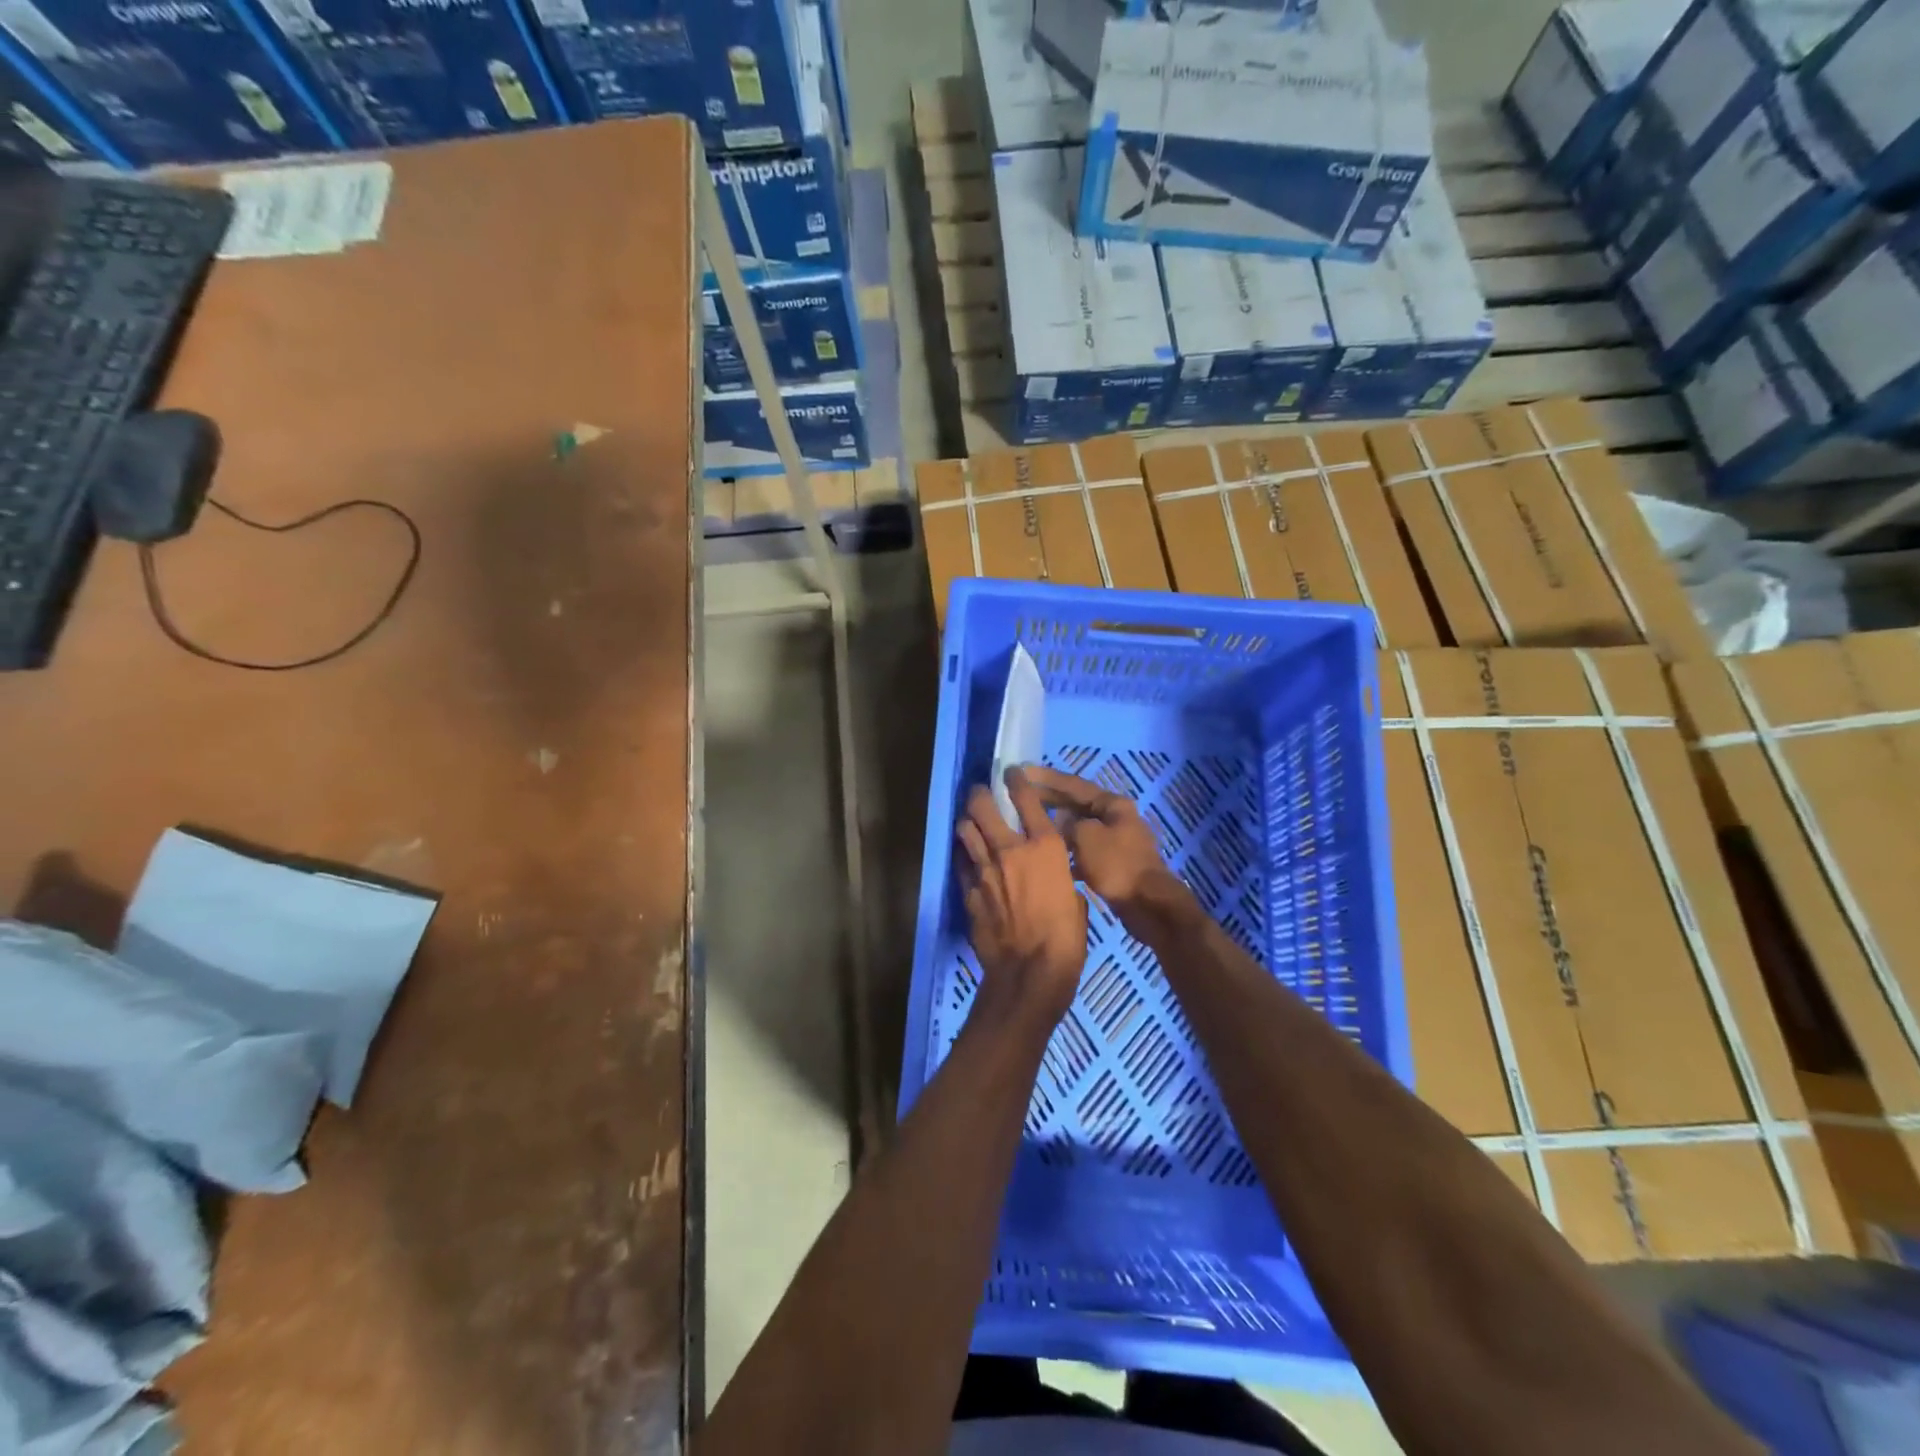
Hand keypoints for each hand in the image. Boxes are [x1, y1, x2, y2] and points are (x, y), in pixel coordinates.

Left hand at [956, 767, 1086, 1025]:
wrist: (1030, 974)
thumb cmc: (1066, 940)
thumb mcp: (1076, 900)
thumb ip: (1060, 878)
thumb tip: (1053, 875)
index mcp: (1045, 848)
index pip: (1028, 800)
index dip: (1017, 781)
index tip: (1011, 773)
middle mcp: (1011, 850)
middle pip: (984, 806)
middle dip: (980, 794)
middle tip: (980, 792)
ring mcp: (984, 870)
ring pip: (965, 830)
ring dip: (967, 822)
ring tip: (970, 821)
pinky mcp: (968, 891)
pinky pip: (961, 863)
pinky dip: (964, 855)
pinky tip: (967, 856)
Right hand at [1023, 767, 1188, 924]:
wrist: (1148, 904)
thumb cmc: (1116, 864)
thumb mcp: (1086, 836)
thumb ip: (1067, 824)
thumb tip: (1059, 821)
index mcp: (1112, 804)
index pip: (1073, 784)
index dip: (1046, 777)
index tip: (1022, 770)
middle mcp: (1115, 817)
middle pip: (1076, 804)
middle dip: (1049, 799)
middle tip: (1019, 796)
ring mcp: (1115, 840)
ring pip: (1078, 827)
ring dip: (1056, 826)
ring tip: (1029, 823)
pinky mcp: (1112, 863)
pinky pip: (1083, 849)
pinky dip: (1067, 849)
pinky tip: (1049, 855)